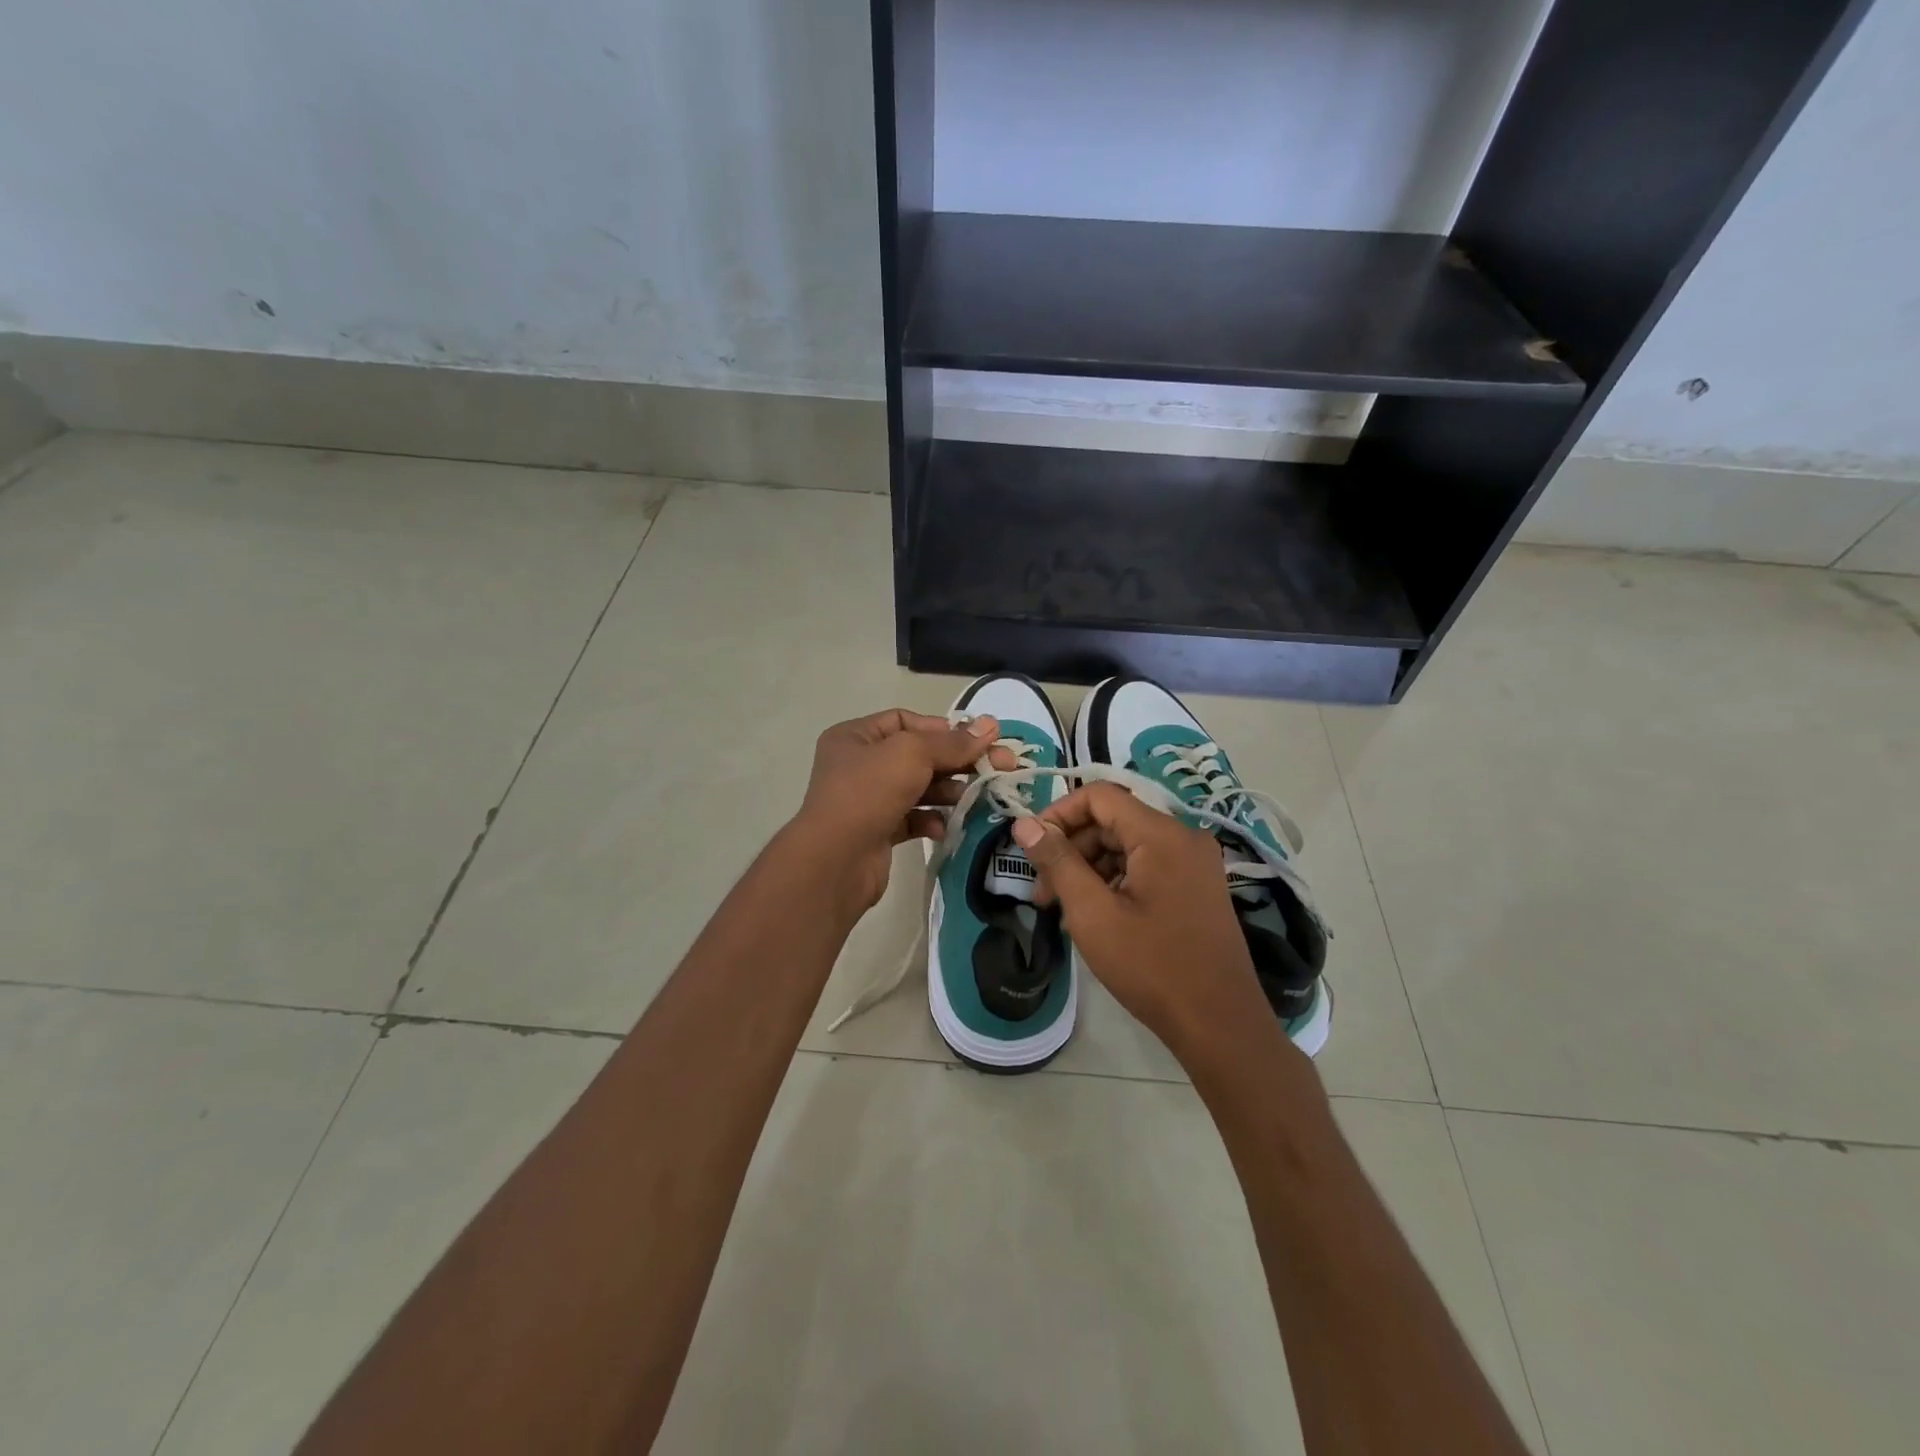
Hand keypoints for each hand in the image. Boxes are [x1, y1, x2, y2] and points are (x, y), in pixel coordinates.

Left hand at [793, 708, 1011, 910]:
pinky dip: (931, 819)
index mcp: (855, 737)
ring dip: (948, 791)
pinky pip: (912, 818)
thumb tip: (990, 725)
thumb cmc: (868, 793)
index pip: (905, 721)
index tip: (976, 741)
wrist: (835, 861)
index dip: (942, 729)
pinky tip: (944, 826)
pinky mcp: (878, 831)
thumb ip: (953, 742)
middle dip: (956, 762)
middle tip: (999, 767)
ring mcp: (867, 800)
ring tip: (975, 797)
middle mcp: (859, 764)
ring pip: (918, 788)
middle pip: (917, 755)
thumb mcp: (912, 754)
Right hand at [1011, 783, 1276, 1063]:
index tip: (1031, 849)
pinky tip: (1096, 917)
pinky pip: (1146, 867)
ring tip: (1063, 911)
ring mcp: (1195, 863)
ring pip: (1127, 846)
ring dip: (1090, 869)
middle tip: (1041, 893)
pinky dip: (1115, 882)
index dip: (1058, 814)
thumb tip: (1024, 824)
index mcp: (1162, 834)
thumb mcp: (1093, 913)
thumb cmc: (1151, 966)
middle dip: (1071, 850)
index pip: (1099, 795)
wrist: (1220, 1024)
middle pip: (1113, 821)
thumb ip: (1057, 861)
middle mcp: (1183, 837)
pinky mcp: (1197, 887)